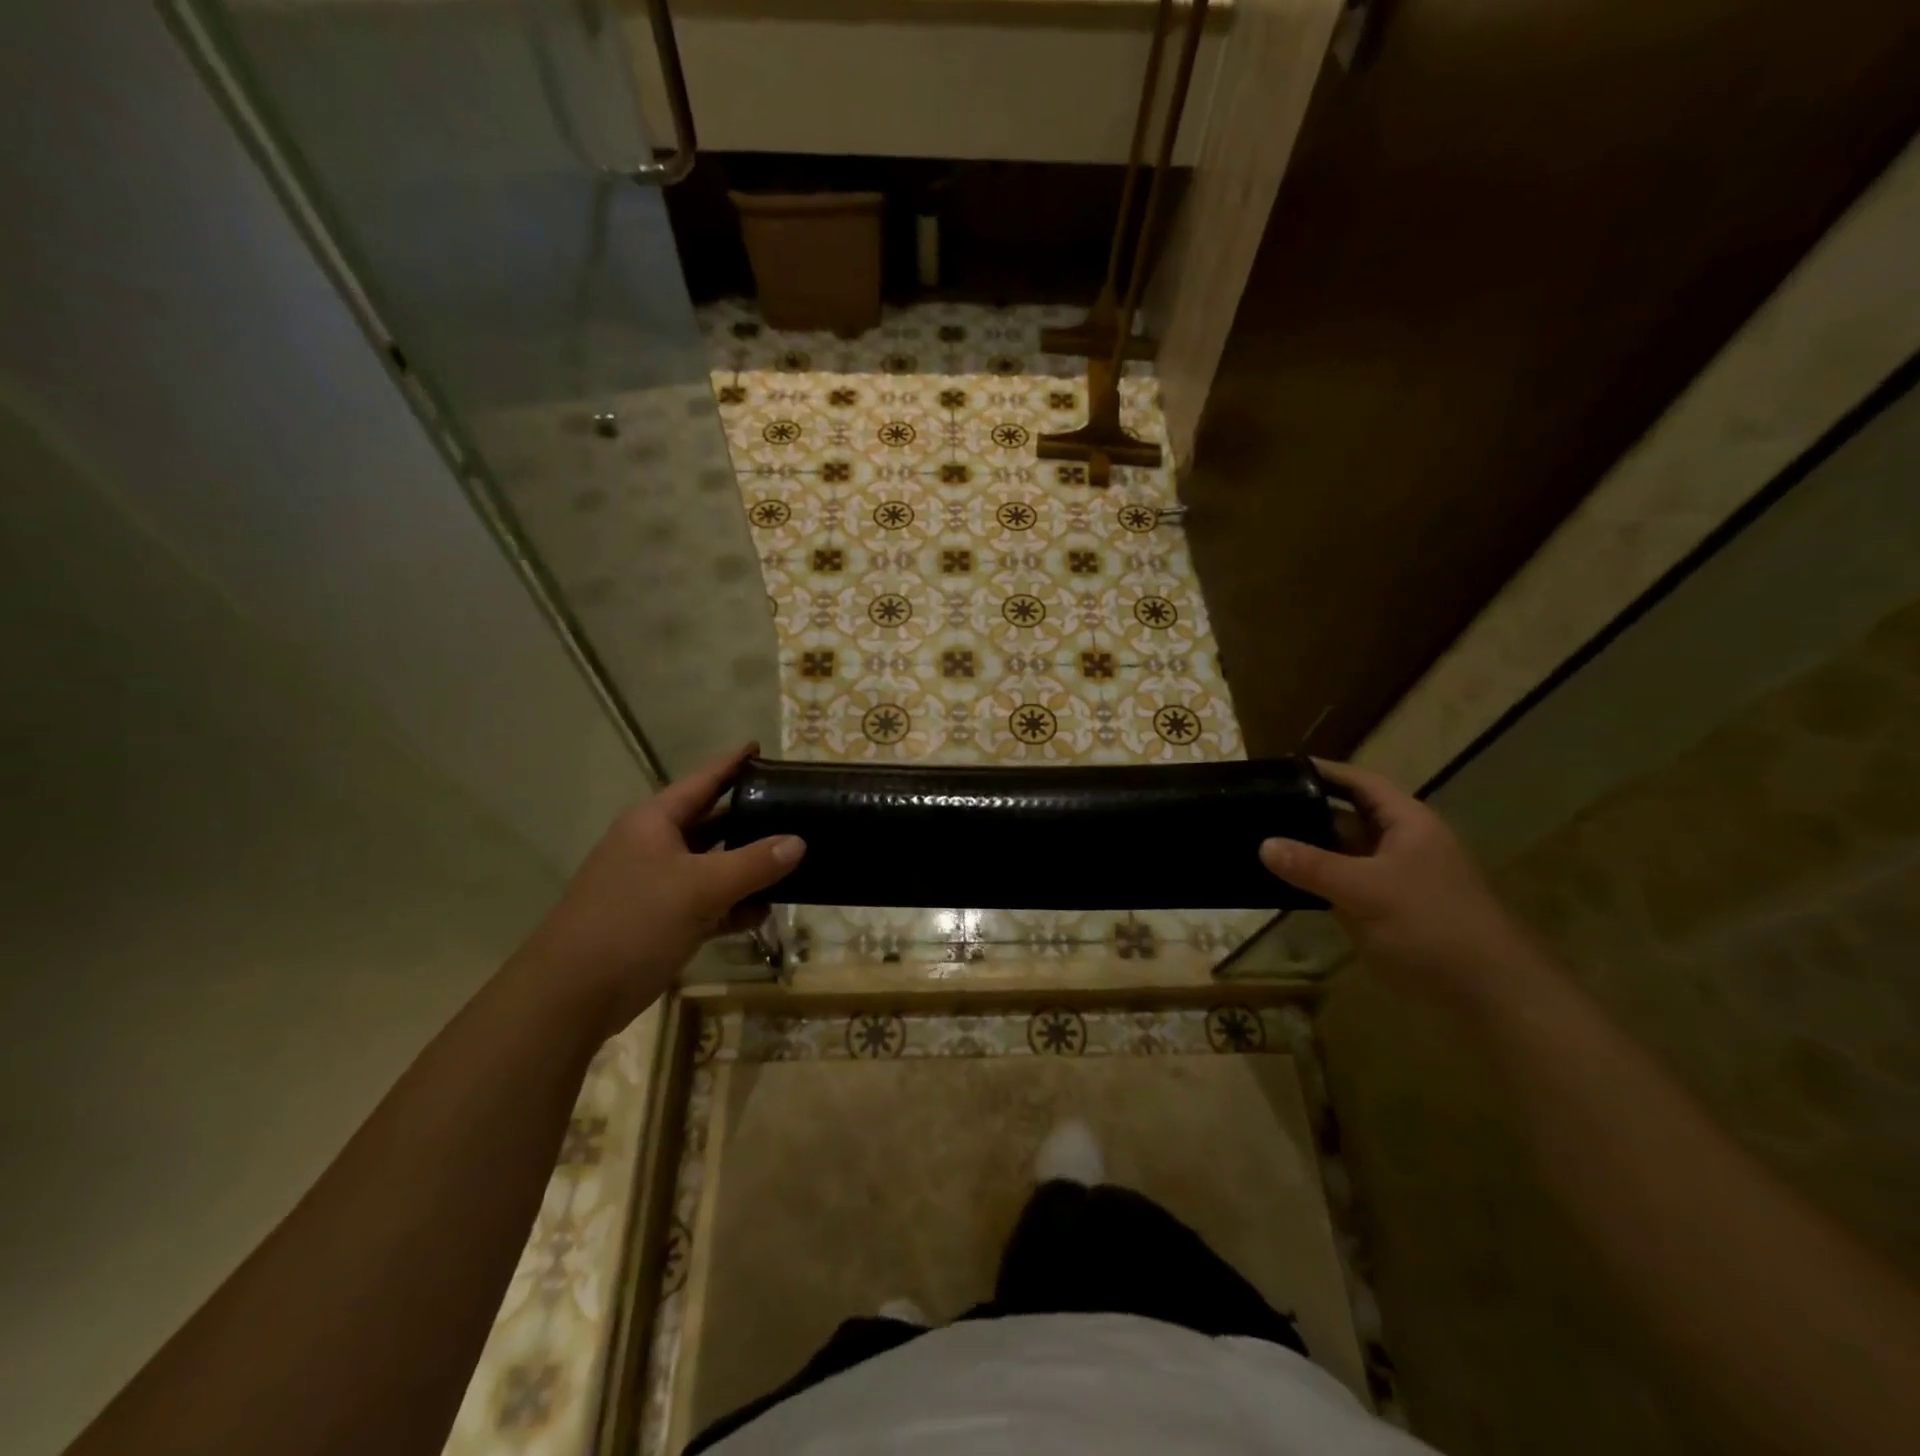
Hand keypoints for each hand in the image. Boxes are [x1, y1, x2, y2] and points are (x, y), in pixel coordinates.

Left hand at [513, 744, 803, 1034]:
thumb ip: (754, 863)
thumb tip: (799, 842)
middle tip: (792, 808)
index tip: (761, 747)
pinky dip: (734, 905)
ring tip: (793, 861)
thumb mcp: (700, 888)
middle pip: (711, 822)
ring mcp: (656, 885)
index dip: (732, 764)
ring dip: (747, 868)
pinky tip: (764, 912)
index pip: (702, 781)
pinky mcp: (661, 921)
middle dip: (749, 818)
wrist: (571, 996)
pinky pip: (707, 903)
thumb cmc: (633, 922)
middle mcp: (654, 846)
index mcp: (654, 822)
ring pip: (712, 866)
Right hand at [1258, 760, 1543, 1013]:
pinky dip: (1317, 884)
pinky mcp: (1387, 914)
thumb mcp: (1365, 889)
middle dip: (1308, 812)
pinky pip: (1344, 888)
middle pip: (1349, 818)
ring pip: (1344, 856)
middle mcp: (1402, 846)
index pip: (1361, 784)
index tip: (1282, 767)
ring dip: (1309, 851)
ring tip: (1259, 841)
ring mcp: (1394, 882)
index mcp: (1408, 824)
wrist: (1489, 995)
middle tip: (1259, 807)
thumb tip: (1264, 844)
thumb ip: (1312, 866)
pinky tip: (1283, 885)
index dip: (1325, 772)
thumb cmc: (1431, 925)